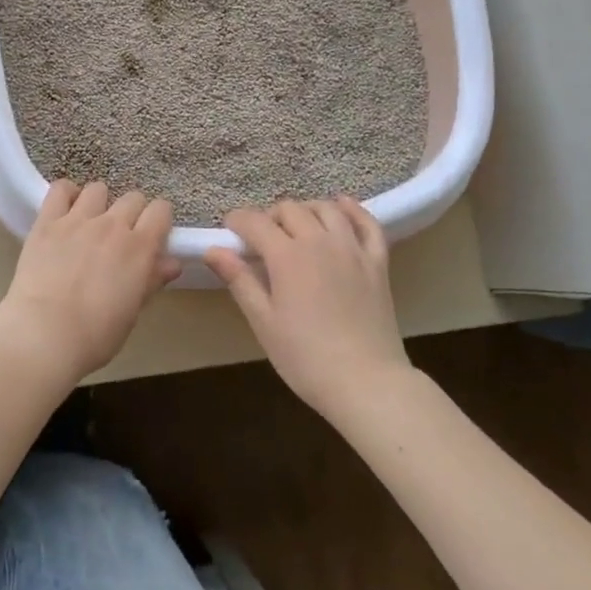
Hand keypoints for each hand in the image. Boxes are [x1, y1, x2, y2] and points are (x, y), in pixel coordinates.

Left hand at [0, 180, 180, 383]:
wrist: (44, 335)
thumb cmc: (95, 335)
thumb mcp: (132, 312)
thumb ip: (151, 281)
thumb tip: (171, 263)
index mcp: (139, 248)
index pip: (161, 210)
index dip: (159, 220)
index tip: (152, 235)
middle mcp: (112, 225)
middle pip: (132, 198)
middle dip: (132, 213)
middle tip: (121, 236)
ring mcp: (77, 219)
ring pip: (98, 189)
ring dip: (99, 203)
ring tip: (90, 223)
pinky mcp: (47, 222)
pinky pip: (60, 189)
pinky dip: (66, 195)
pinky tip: (65, 212)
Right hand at [206, 197, 409, 417]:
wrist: (366, 382)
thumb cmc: (306, 357)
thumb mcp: (263, 322)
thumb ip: (239, 280)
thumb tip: (213, 250)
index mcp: (287, 256)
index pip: (255, 222)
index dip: (238, 220)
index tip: (229, 229)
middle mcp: (320, 242)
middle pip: (290, 209)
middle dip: (269, 216)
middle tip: (260, 238)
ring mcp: (353, 249)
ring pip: (326, 209)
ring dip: (305, 210)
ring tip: (295, 226)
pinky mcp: (377, 262)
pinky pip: (367, 224)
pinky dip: (353, 210)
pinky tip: (341, 207)